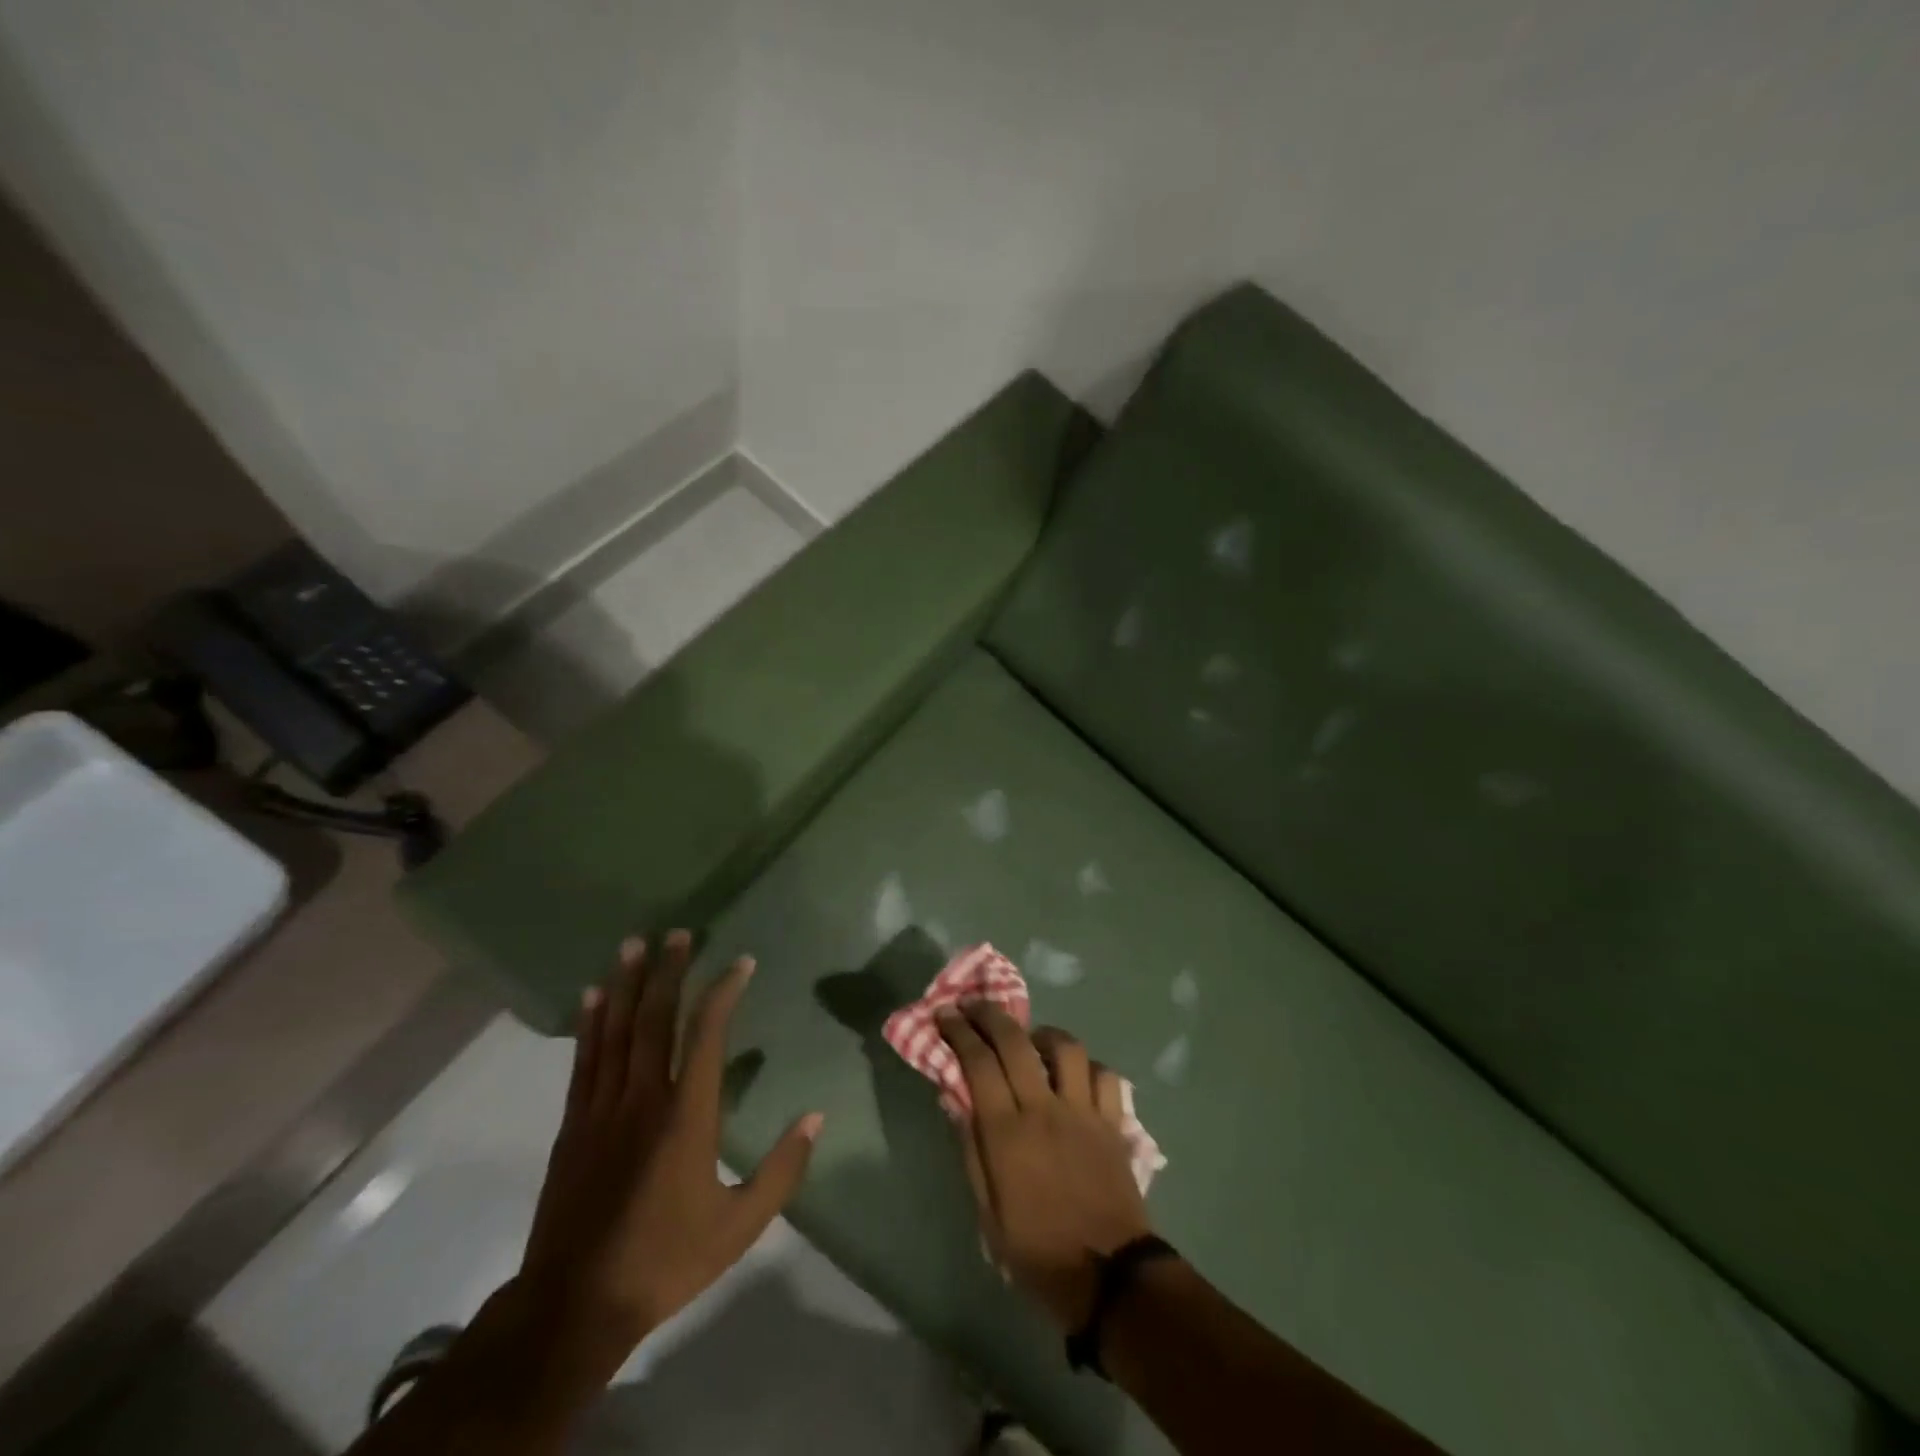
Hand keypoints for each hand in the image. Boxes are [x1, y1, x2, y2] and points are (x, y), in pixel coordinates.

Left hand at [514, 932, 822, 1384]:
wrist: (573, 1306)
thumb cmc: (665, 1260)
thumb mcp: (739, 1226)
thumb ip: (781, 1170)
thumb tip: (815, 1117)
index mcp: (686, 1116)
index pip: (706, 1036)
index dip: (723, 992)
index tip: (741, 963)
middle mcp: (642, 1098)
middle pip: (655, 1019)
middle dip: (668, 972)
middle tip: (678, 933)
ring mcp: (602, 1108)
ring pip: (615, 1031)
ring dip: (626, 984)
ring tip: (633, 945)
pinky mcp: (573, 1125)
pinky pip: (584, 1060)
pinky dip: (589, 1023)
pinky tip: (592, 997)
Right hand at [938, 1004, 1153, 1331]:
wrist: (1108, 1278)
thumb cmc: (1037, 1251)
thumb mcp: (987, 1213)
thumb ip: (971, 1150)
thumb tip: (955, 1100)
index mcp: (1007, 1133)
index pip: (979, 1063)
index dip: (959, 1032)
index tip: (945, 1014)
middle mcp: (1044, 1109)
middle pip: (1016, 1042)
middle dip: (990, 1015)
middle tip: (974, 1005)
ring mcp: (1083, 1111)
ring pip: (1065, 1047)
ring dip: (1043, 1034)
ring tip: (1031, 1039)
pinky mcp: (1113, 1121)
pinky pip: (1104, 1075)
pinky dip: (1087, 1067)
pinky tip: (1075, 1074)